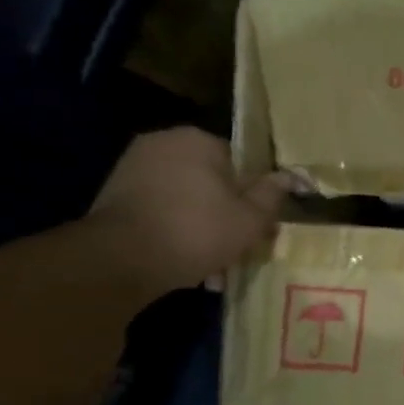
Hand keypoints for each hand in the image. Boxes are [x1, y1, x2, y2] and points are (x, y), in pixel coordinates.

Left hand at [86, 128, 289, 296]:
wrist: (121, 260)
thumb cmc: (198, 230)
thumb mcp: (252, 217)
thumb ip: (272, 194)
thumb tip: (290, 176)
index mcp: (197, 140)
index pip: (240, 161)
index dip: (254, 193)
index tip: (259, 221)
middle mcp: (162, 144)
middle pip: (211, 180)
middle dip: (226, 211)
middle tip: (240, 244)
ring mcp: (133, 168)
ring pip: (186, 198)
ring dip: (202, 225)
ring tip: (214, 264)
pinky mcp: (114, 195)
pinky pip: (160, 210)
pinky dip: (175, 230)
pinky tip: (186, 261)